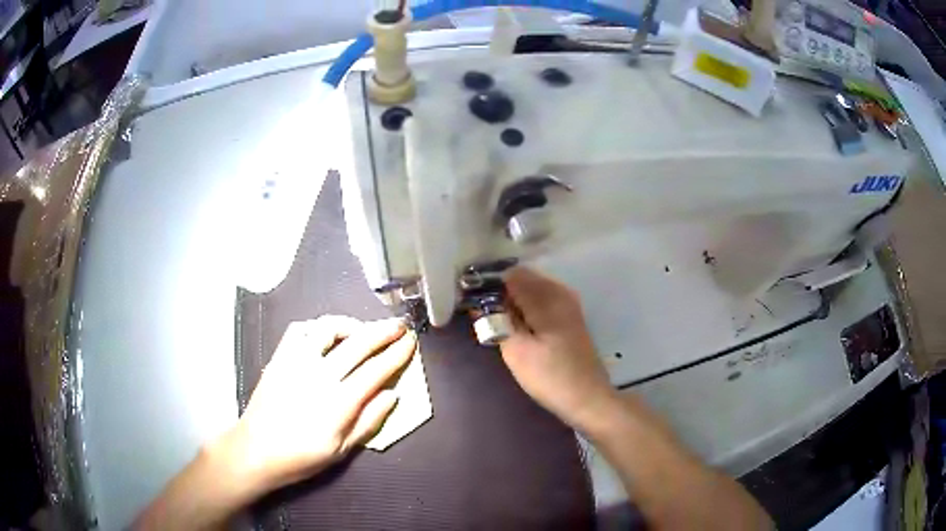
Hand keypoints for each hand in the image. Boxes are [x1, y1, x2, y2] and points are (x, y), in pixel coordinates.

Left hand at [217, 316, 416, 494]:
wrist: (256, 450)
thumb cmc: (301, 457)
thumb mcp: (341, 451)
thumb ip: (368, 421)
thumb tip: (393, 395)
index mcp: (338, 402)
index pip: (376, 370)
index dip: (397, 353)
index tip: (410, 341)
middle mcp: (319, 375)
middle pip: (357, 343)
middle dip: (383, 330)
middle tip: (399, 324)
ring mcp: (296, 362)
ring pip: (327, 328)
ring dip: (350, 324)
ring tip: (362, 329)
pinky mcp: (279, 357)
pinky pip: (299, 329)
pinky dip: (317, 326)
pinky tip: (325, 334)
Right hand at [500, 268, 619, 433]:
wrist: (588, 397)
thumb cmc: (550, 376)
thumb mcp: (516, 351)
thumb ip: (497, 320)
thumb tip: (484, 300)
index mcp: (546, 296)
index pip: (510, 275)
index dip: (491, 287)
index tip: (478, 306)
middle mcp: (559, 291)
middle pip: (522, 278)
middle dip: (503, 294)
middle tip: (489, 321)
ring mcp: (568, 302)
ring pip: (532, 289)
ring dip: (515, 303)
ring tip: (503, 327)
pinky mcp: (570, 315)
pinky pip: (542, 300)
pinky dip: (528, 309)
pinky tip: (522, 331)